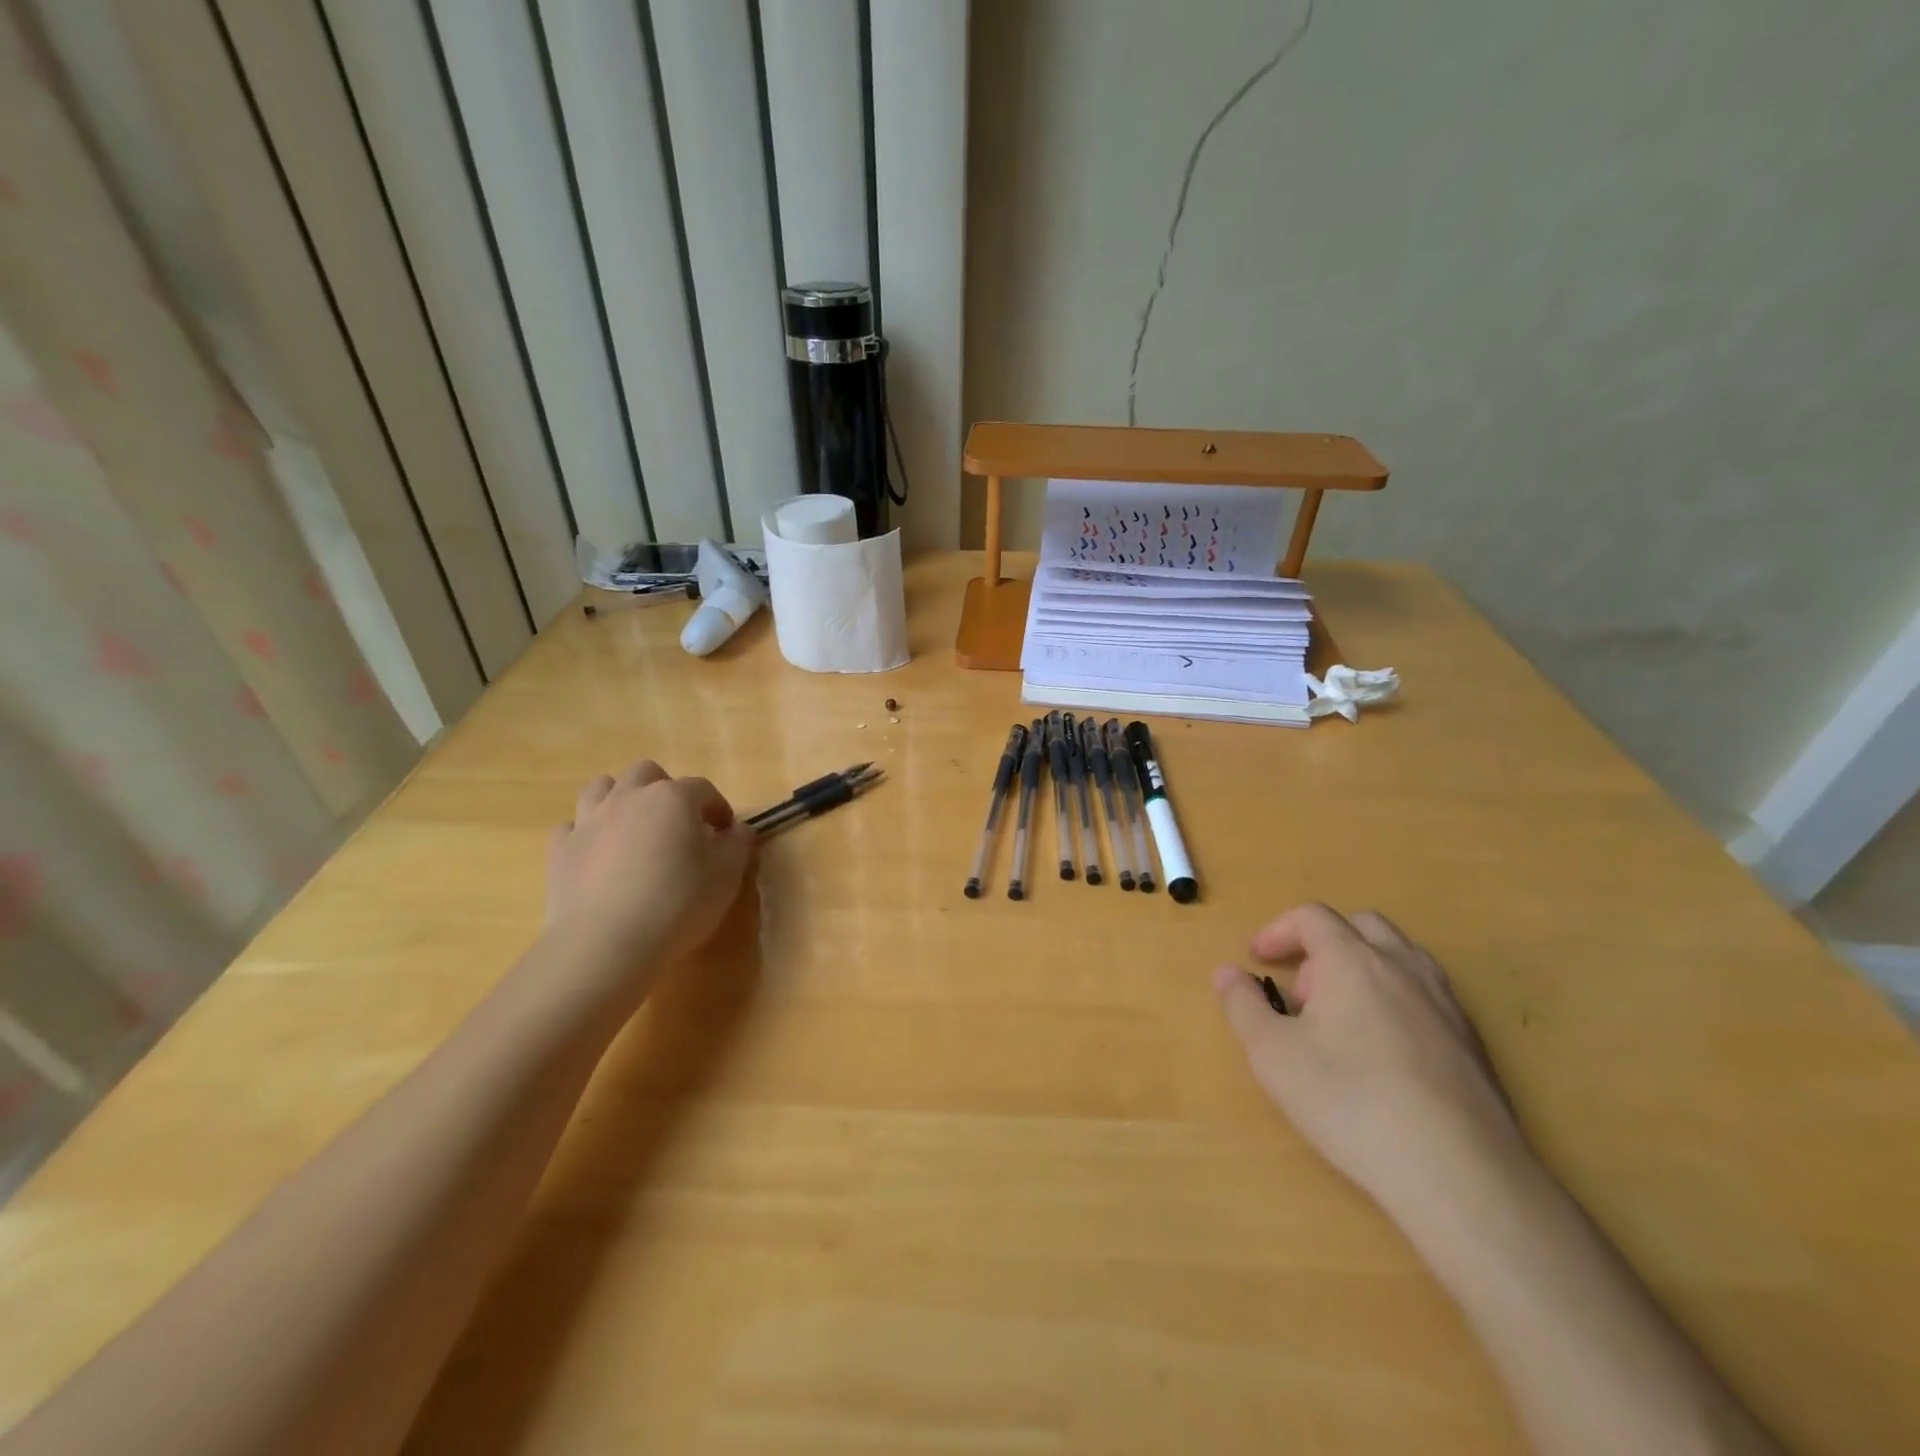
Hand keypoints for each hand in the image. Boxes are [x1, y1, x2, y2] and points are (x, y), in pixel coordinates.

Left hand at [545, 761, 754, 992]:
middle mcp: (629, 797)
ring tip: (634, 828)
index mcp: (674, 798)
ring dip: (620, 799)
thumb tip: (739, 830)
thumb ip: (738, 845)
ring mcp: (589, 820)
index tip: (725, 831)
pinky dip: (588, 833)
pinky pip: (573, 826)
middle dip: (665, 790)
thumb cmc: (678, 903)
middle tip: (677, 823)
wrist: (605, 943)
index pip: (702, 789)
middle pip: (647, 774)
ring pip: (602, 788)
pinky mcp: (560, 849)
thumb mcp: (726, 876)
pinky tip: (599, 856)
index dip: (717, 807)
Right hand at [1213, 904, 1526, 1214]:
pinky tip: (1385, 1056)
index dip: (1278, 931)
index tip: (1257, 959)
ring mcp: (1446, 1004)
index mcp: (1353, 960)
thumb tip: (1227, 972)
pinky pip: (1427, 996)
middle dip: (1324, 945)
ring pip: (1402, 957)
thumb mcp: (1272, 1055)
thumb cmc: (1350, 1102)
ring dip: (1364, 969)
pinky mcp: (1474, 1044)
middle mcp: (1403, 968)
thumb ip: (1243, 1005)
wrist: (1459, 1173)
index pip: (1312, 917)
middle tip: (1304, 991)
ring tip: (1343, 1019)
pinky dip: (1396, 1001)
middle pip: (1362, 926)